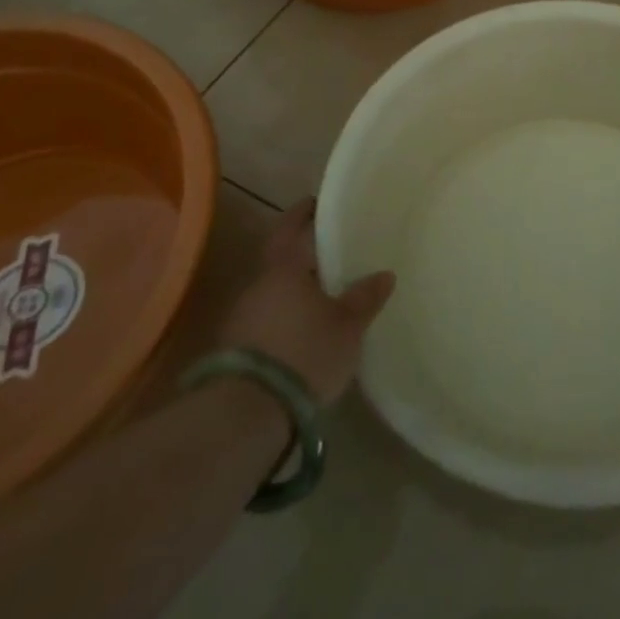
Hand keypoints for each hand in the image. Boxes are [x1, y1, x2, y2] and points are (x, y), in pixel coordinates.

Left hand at [218, 200, 394, 405]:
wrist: (246, 415)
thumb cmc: (304, 352)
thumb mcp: (347, 326)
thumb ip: (365, 297)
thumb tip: (384, 274)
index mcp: (282, 268)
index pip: (289, 228)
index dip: (302, 213)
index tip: (315, 203)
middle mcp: (257, 286)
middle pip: (282, 262)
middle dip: (305, 260)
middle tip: (334, 259)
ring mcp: (241, 320)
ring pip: (274, 294)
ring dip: (295, 294)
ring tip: (325, 300)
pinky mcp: (235, 353)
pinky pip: (267, 323)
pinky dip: (286, 321)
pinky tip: (305, 334)